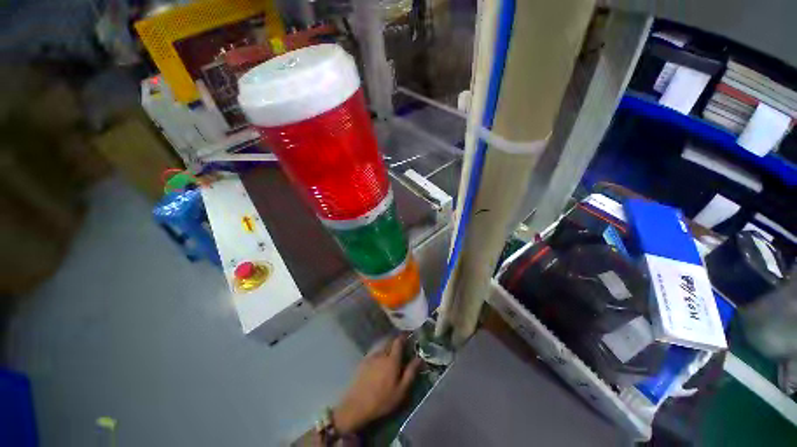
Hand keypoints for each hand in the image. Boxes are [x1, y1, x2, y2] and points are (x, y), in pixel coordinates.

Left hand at [333, 335, 421, 433]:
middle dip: (396, 341)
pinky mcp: (363, 362)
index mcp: (392, 359)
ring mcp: (371, 357)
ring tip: (391, 353)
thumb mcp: (401, 390)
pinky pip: (374, 352)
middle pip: (389, 341)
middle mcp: (381, 354)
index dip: (404, 337)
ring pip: (381, 346)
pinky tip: (380, 361)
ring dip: (387, 346)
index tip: (409, 337)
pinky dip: (379, 352)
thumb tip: (419, 358)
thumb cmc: (382, 400)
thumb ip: (410, 373)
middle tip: (401, 346)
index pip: (398, 341)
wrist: (356, 405)